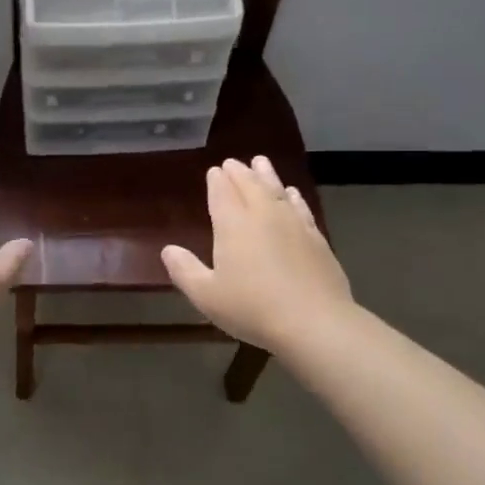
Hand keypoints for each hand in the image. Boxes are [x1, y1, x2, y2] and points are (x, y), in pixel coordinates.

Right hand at [161, 156, 352, 353]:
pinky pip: (301, 208)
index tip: (214, 171)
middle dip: (239, 173)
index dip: (216, 181)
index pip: (222, 194)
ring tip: (260, 162)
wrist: (314, 322)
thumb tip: (168, 250)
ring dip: (267, 175)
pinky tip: (292, 193)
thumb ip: (185, 270)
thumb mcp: (207, 295)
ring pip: (277, 191)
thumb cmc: (252, 308)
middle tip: (233, 162)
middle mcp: (263, 216)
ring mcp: (293, 225)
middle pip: (250, 186)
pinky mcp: (316, 239)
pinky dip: (293, 197)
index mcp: (233, 225)